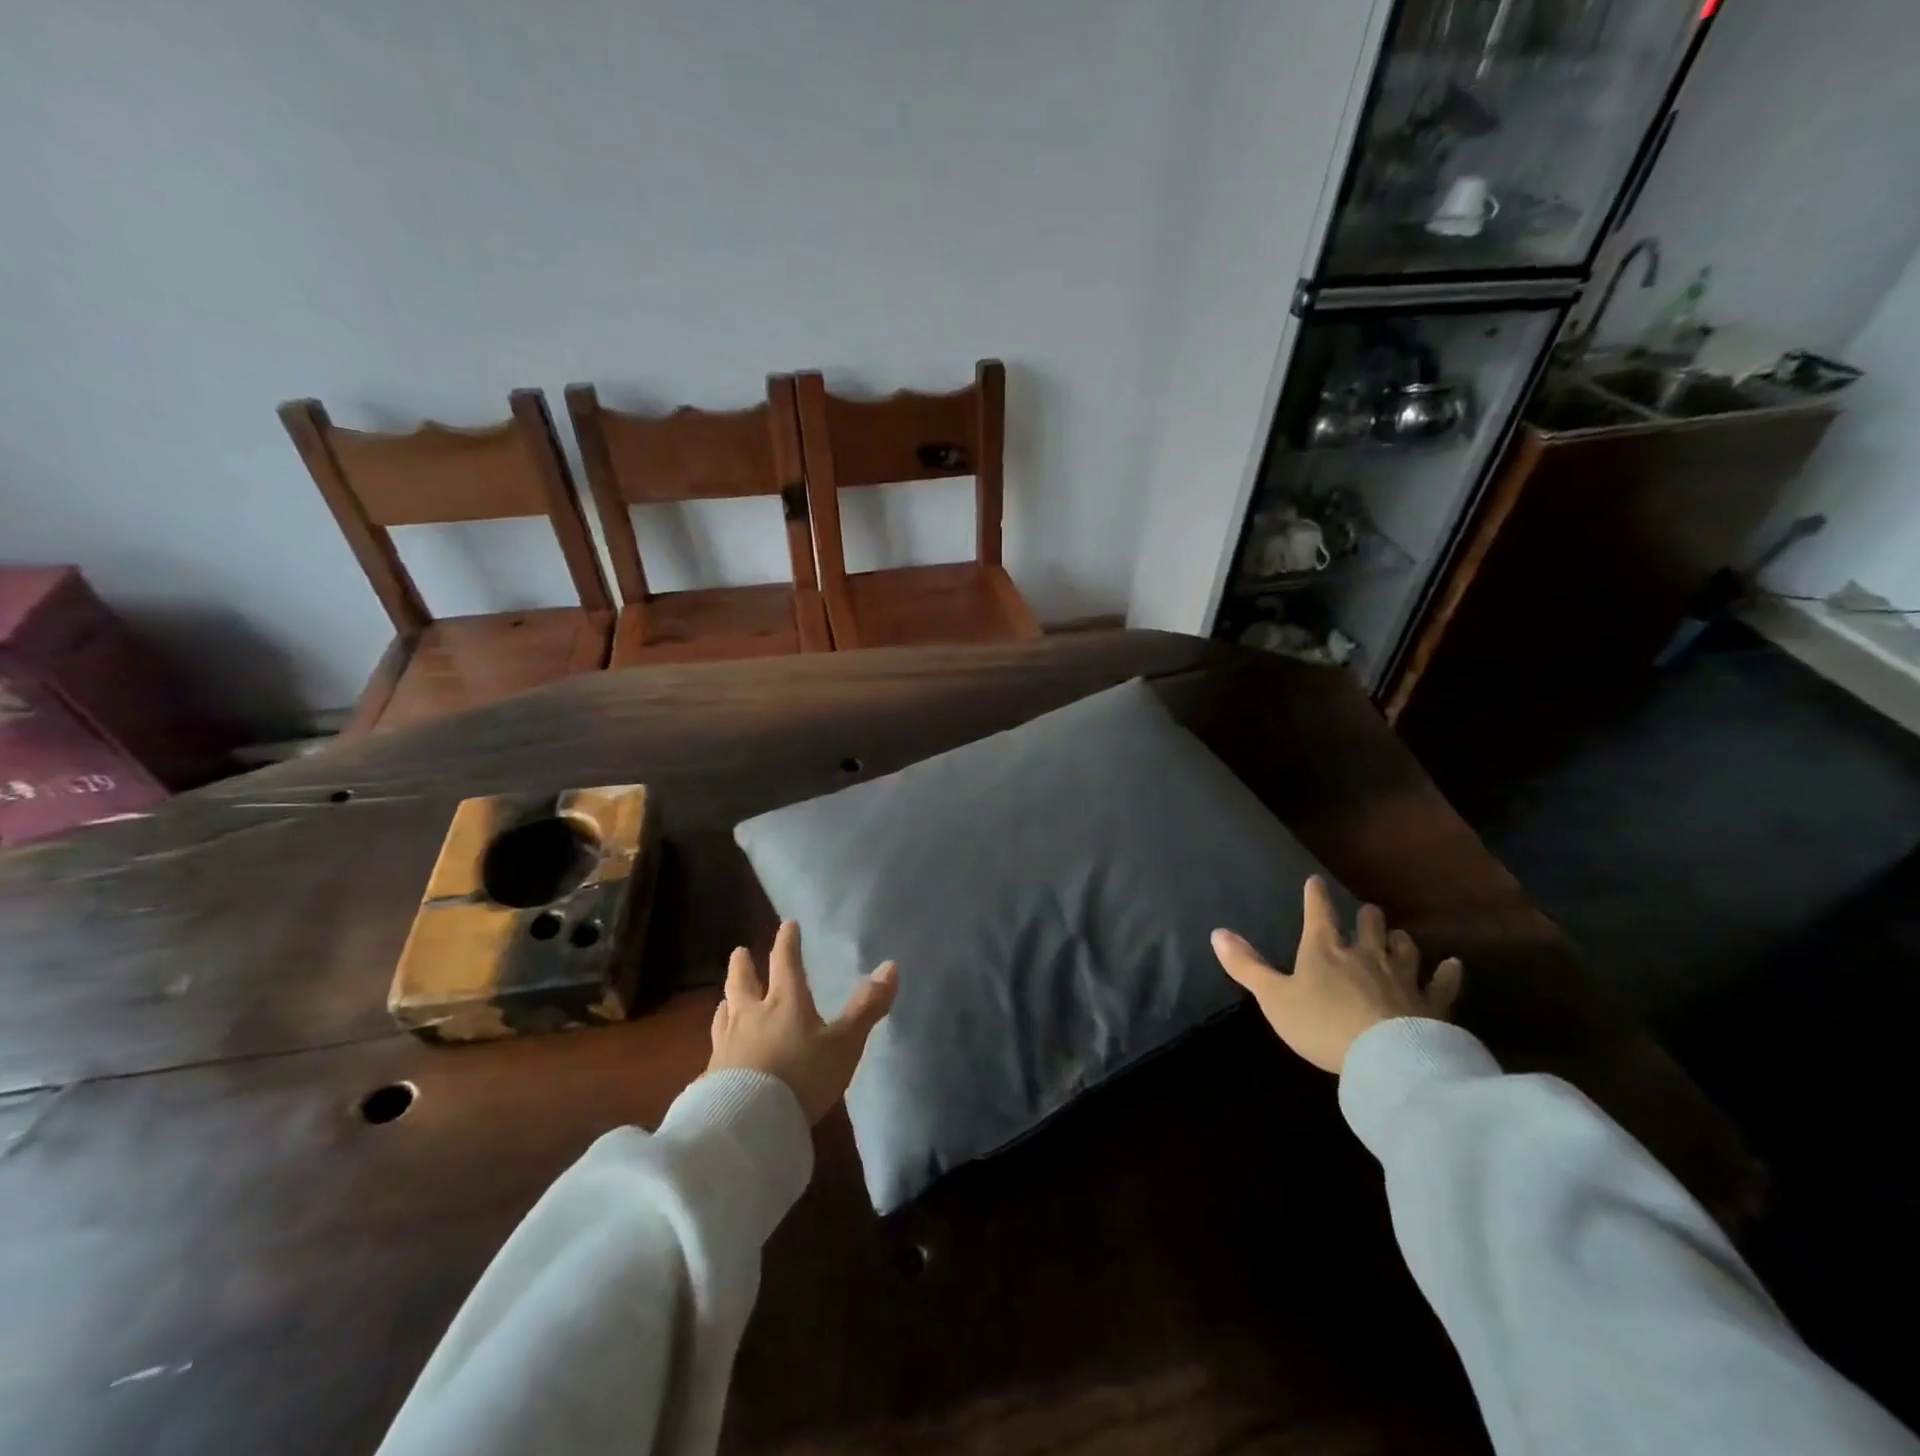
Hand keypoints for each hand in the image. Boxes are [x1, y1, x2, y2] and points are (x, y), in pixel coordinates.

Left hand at [707, 920, 898, 1124]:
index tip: (787, 925)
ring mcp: (728, 1044)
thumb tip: (891, 966)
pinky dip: (720, 1037)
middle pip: (743, 982)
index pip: (785, 962)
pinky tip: (719, 1047)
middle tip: (740, 951)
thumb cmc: (802, 1076)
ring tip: (725, 998)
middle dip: (743, 965)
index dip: (787, 942)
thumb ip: (866, 1008)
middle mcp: (752, 1014)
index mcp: (785, 1001)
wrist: (749, 1123)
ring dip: (727, 999)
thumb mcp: (844, 1044)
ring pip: (724, 1012)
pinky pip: (715, 1046)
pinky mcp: (712, 1074)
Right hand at [1212, 876, 1461, 1073]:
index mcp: (1324, 950)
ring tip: (1398, 935)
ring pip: (1403, 948)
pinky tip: (1453, 965)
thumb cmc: (1321, 1024)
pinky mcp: (1430, 1004)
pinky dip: (1447, 973)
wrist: (1385, 1058)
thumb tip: (1217, 932)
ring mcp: (1401, 977)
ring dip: (1399, 940)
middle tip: (1368, 910)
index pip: (1318, 913)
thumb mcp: (1274, 998)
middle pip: (1368, 926)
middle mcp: (1364, 954)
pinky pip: (1442, 984)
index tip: (1315, 881)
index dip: (1315, 896)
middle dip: (1366, 917)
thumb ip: (1247, 966)